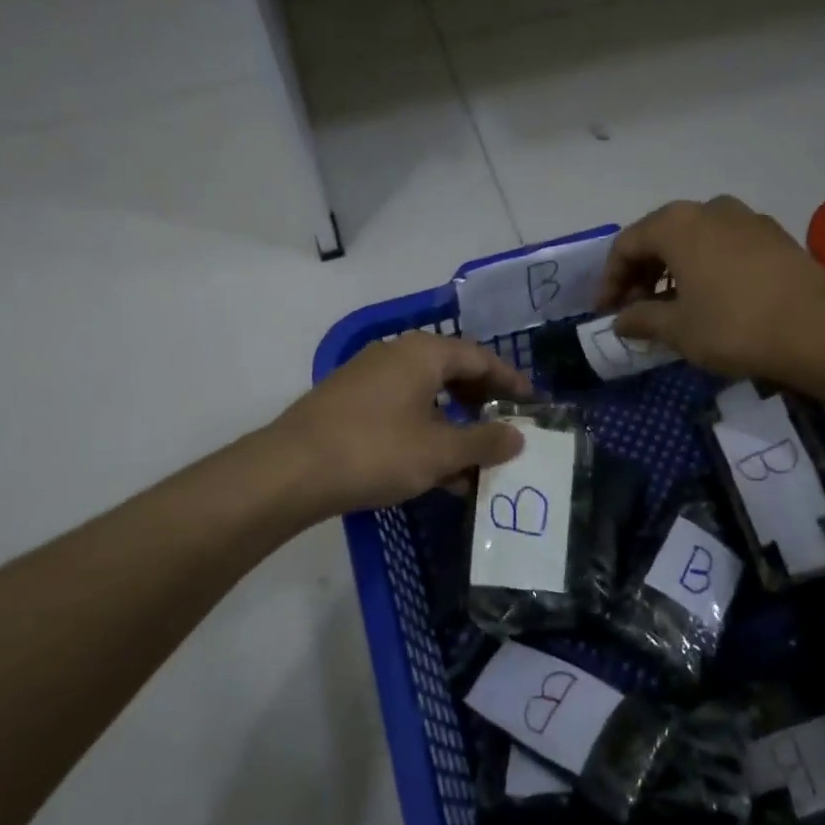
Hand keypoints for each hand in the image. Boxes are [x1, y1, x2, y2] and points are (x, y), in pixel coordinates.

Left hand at [273, 332, 534, 516]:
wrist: (291, 470)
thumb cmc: (376, 451)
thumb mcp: (439, 451)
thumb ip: (484, 441)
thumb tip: (518, 435)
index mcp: (423, 353)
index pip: (480, 357)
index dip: (510, 381)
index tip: (533, 404)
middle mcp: (396, 354)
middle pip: (452, 372)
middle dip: (481, 403)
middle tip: (506, 429)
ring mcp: (368, 378)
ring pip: (426, 396)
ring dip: (454, 426)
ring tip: (475, 461)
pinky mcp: (349, 403)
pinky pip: (401, 411)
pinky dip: (425, 433)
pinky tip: (435, 471)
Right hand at [601, 196, 824, 380]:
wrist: (820, 329)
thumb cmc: (734, 325)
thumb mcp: (678, 329)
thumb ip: (641, 319)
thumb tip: (620, 320)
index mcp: (676, 224)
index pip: (626, 245)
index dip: (610, 280)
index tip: (606, 312)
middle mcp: (708, 209)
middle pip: (659, 236)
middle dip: (640, 273)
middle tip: (635, 308)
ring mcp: (745, 218)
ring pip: (693, 239)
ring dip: (673, 269)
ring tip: (670, 306)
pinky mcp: (773, 235)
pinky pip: (723, 245)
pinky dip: (704, 267)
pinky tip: (709, 298)